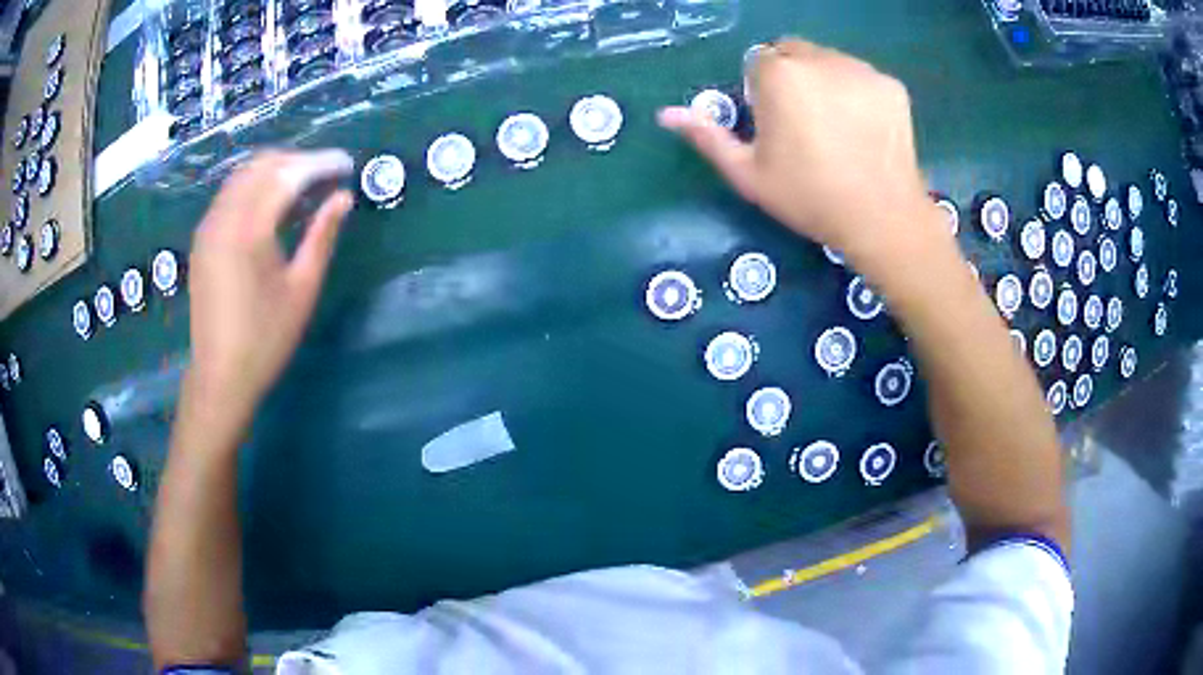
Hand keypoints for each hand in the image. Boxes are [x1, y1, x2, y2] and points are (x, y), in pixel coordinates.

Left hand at [186, 150, 353, 417]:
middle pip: (263, 165)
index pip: (288, 174)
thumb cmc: (266, 339)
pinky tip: (271, 203)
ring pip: (243, 175)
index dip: (321, 164)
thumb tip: (343, 197)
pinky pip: (229, 193)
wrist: (220, 376)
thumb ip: (322, 236)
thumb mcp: (302, 289)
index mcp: (249, 229)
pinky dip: (254, 185)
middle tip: (327, 173)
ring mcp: (208, 226)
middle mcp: (223, 217)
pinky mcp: (202, 238)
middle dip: (298, 160)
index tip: (347, 165)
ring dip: (275, 169)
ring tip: (303, 184)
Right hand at [658, 39, 942, 264]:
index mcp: (779, 75)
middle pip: (793, 52)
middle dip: (791, 76)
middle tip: (804, 122)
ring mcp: (861, 70)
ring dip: (823, 80)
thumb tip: (666, 114)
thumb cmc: (809, 198)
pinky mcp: (891, 85)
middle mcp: (819, 59)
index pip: (758, 60)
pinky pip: (861, 77)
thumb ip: (708, 137)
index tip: (774, 123)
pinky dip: (857, 93)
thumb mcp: (748, 175)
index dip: (762, 90)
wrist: (882, 219)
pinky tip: (864, 128)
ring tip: (836, 126)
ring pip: (828, 60)